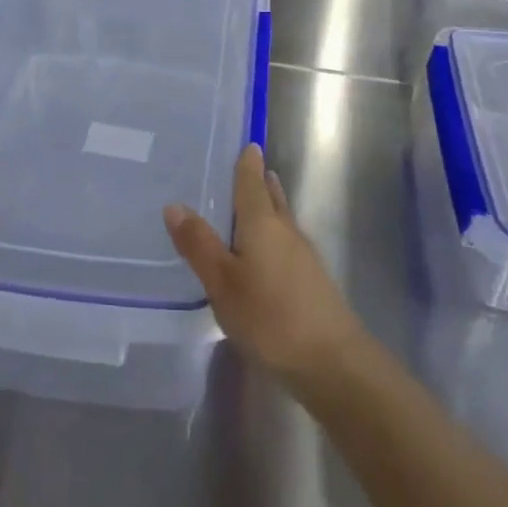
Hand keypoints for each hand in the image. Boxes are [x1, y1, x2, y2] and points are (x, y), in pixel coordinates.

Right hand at [164, 144, 367, 392]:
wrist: (332, 362)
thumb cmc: (270, 317)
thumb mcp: (222, 282)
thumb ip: (199, 244)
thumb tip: (174, 204)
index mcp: (262, 223)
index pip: (252, 182)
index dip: (248, 163)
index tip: (247, 144)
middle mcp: (286, 231)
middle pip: (271, 197)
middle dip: (260, 182)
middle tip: (247, 168)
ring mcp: (303, 256)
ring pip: (282, 220)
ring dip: (269, 206)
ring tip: (254, 202)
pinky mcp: (312, 281)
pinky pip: (287, 243)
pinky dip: (273, 235)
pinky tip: (265, 252)